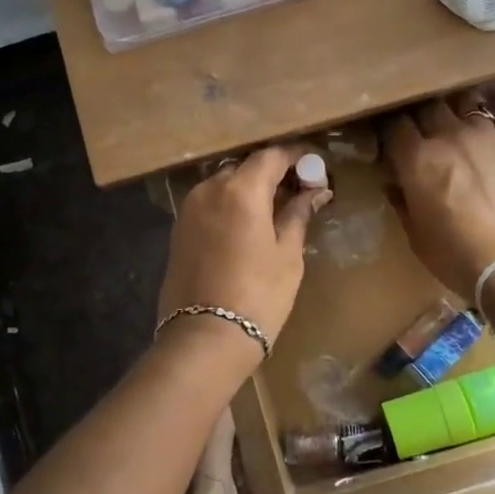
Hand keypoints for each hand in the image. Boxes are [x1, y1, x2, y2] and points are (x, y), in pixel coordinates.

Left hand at [157, 145, 331, 350]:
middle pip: (245, 168)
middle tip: (298, 190)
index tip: (315, 167)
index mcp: (241, 190)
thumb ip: (298, 215)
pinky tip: (247, 226)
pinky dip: (230, 205)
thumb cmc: (258, 296)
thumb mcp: (287, 256)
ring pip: (225, 184)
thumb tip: (314, 192)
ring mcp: (189, 208)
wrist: (205, 337)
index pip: (271, 156)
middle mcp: (210, 189)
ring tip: (274, 210)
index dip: (296, 157)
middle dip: (272, 173)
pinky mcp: (178, 229)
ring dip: (249, 189)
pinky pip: (209, 204)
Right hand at [384, 96, 494, 298]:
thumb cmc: (457, 257)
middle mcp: (449, 136)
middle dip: (420, 116)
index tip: (389, 138)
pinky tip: (492, 132)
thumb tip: (395, 185)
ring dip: (456, 114)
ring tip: (457, 127)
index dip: (389, 128)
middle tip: (421, 131)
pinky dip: (493, 122)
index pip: (394, 125)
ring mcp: (487, 136)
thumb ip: (403, 203)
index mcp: (417, 159)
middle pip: (427, 106)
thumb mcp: (416, 236)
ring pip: (465, 105)